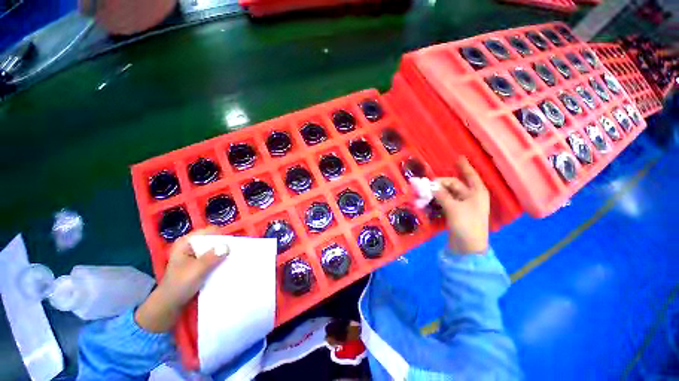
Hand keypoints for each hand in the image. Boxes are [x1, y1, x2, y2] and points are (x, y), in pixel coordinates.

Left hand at [135, 228, 227, 331]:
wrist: (170, 304)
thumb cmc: (180, 285)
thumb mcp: (196, 270)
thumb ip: (211, 257)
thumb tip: (227, 246)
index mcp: (187, 242)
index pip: (209, 231)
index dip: (222, 235)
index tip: (233, 244)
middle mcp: (192, 244)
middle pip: (213, 239)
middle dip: (224, 244)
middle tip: (236, 251)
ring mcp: (196, 253)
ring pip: (215, 248)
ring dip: (223, 252)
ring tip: (234, 257)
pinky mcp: (200, 262)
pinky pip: (214, 256)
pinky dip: (220, 259)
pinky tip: (227, 264)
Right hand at [433, 157, 489, 253]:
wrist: (468, 248)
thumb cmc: (466, 225)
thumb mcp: (453, 208)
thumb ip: (441, 195)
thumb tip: (429, 185)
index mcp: (476, 192)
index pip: (469, 175)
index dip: (464, 166)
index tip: (458, 157)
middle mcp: (471, 196)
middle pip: (454, 184)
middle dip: (440, 183)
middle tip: (425, 184)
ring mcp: (463, 205)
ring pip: (448, 193)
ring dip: (437, 191)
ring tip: (424, 191)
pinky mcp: (455, 212)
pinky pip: (445, 201)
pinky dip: (437, 199)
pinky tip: (429, 199)